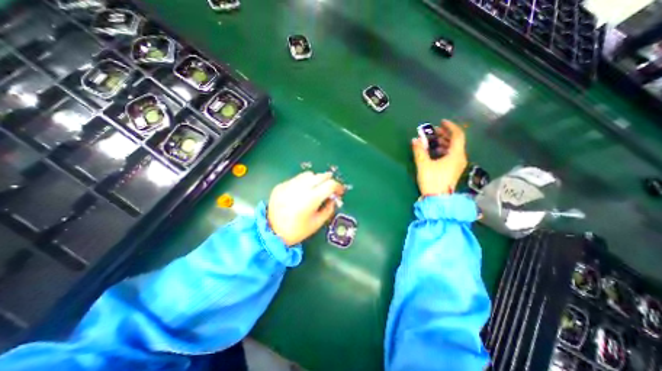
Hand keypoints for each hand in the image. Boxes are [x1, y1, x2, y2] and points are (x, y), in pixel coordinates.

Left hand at [266, 170, 343, 246]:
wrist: (271, 232)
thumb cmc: (297, 231)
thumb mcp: (317, 223)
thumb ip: (329, 209)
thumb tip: (333, 199)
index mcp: (310, 199)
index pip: (330, 185)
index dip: (338, 186)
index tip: (340, 191)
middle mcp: (300, 188)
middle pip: (320, 176)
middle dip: (328, 180)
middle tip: (330, 187)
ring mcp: (289, 185)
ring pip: (308, 174)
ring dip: (316, 179)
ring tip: (316, 188)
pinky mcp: (281, 186)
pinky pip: (296, 179)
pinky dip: (303, 182)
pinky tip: (302, 191)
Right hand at [413, 121, 466, 194]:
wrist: (438, 199)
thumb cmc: (432, 180)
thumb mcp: (423, 164)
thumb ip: (419, 151)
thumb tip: (414, 140)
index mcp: (456, 155)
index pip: (457, 135)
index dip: (450, 127)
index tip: (440, 122)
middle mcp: (460, 158)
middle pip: (456, 141)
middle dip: (444, 134)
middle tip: (433, 131)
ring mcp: (457, 165)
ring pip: (453, 148)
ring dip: (443, 142)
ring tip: (431, 141)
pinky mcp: (453, 170)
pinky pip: (451, 155)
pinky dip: (443, 150)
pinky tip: (434, 152)